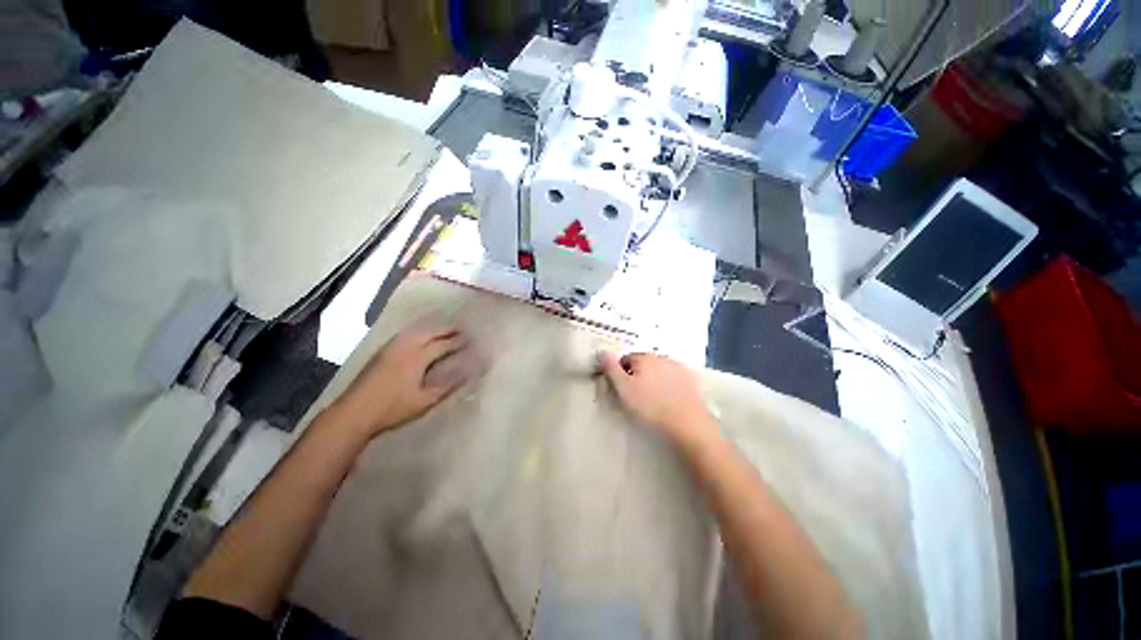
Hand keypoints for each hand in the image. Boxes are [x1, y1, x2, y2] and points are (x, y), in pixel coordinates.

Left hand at [329, 325, 470, 437]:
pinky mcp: (382, 352)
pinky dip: (419, 332)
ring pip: (416, 331)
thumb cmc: (393, 408)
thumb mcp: (425, 400)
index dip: (458, 341)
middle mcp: (405, 347)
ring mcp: (391, 347)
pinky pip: (405, 334)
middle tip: (461, 328)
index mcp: (417, 357)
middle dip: (447, 329)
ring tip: (444, 330)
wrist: (354, 412)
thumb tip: (468, 373)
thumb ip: (448, 385)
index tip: (471, 339)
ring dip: (433, 329)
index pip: (443, 344)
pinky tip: (420, 336)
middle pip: (430, 332)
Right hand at [600, 352, 716, 449]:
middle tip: (635, 395)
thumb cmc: (650, 405)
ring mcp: (678, 367)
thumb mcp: (624, 388)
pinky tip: (668, 398)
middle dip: (637, 374)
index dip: (620, 374)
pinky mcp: (691, 380)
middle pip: (642, 363)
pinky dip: (668, 384)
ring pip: (658, 370)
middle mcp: (661, 357)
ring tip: (652, 399)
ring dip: (653, 378)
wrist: (687, 423)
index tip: (621, 389)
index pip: (625, 359)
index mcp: (644, 357)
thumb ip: (611, 369)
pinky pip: (673, 378)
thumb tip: (604, 353)